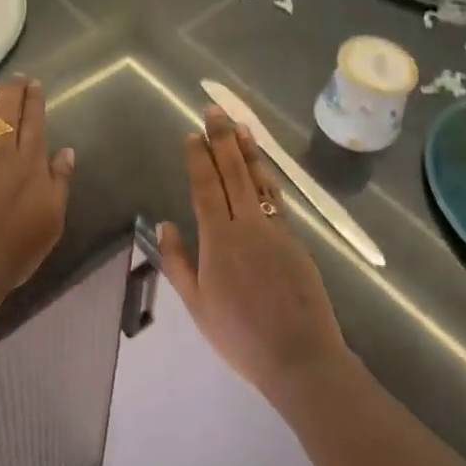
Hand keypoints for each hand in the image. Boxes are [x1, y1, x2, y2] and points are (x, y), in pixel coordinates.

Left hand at [0, 77, 75, 294]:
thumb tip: (66, 152)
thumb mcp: (53, 218)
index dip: (34, 99)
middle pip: (5, 111)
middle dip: (12, 91)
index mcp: (29, 162)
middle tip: (16, 79)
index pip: (33, 120)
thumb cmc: (18, 246)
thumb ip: (60, 181)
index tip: (34, 84)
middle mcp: (0, 152)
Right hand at [158, 108, 348, 400]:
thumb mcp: (197, 304)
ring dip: (248, 151)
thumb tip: (165, 225)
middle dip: (222, 139)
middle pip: (233, 173)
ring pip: (259, 180)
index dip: (198, 158)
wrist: (300, 356)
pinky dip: (267, 177)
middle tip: (215, 110)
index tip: (192, 134)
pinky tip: (263, 169)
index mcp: (219, 239)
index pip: (206, 187)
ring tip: (241, 126)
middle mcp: (247, 225)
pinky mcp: (295, 240)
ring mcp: (275, 230)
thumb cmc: (239, 335)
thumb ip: (178, 261)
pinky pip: (276, 198)